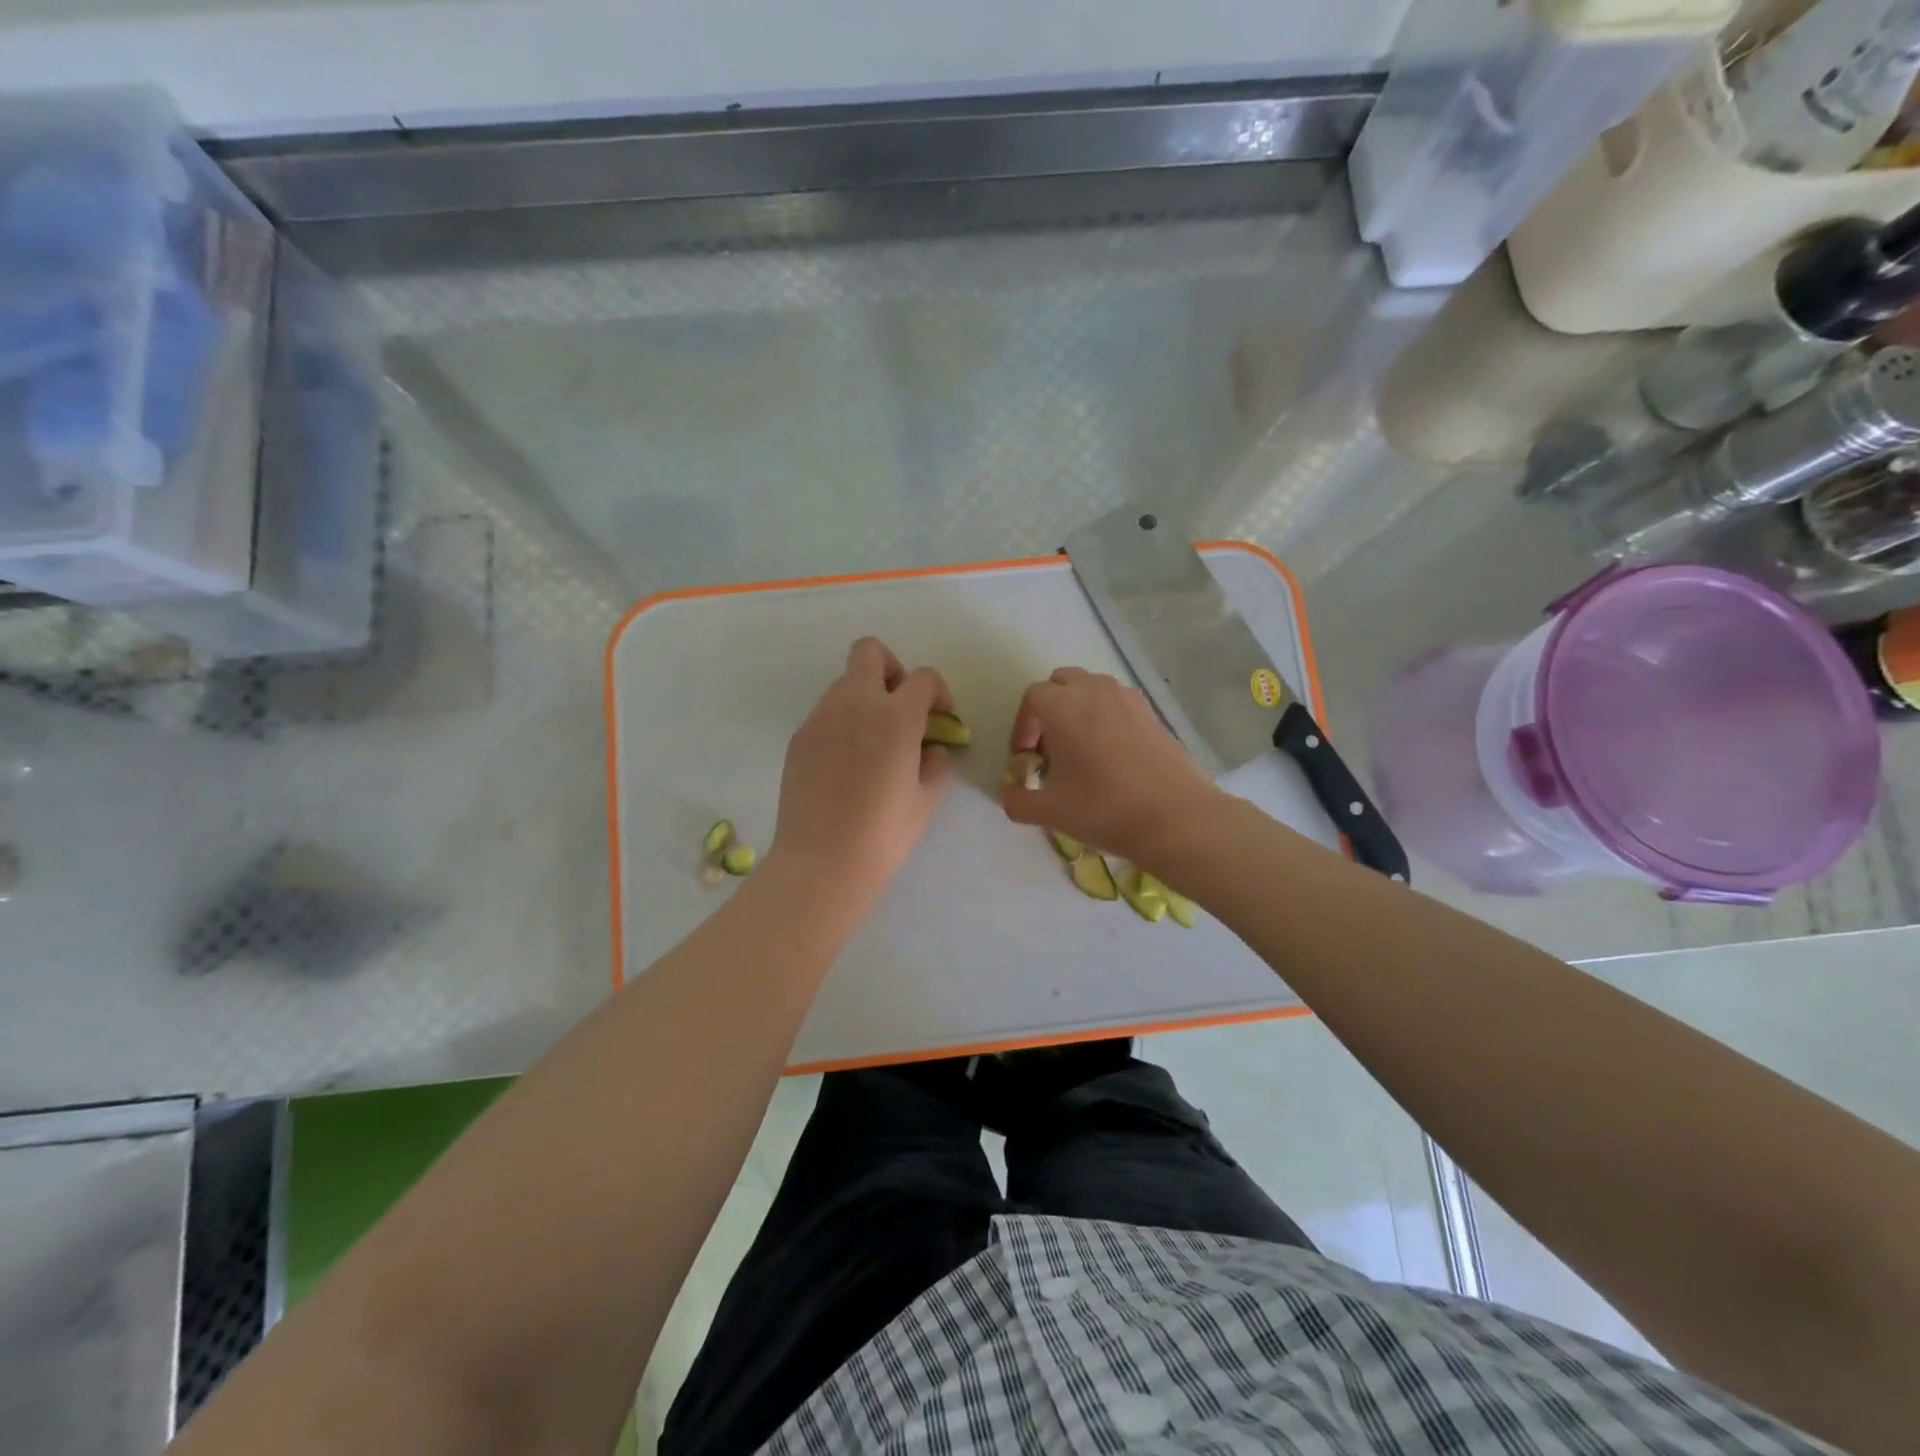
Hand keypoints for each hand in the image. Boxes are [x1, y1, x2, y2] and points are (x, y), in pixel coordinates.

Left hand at [769, 637, 955, 911]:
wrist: (822, 862)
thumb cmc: (884, 834)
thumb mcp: (927, 800)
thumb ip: (937, 763)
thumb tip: (931, 748)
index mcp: (896, 716)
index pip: (923, 677)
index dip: (938, 692)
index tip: (940, 718)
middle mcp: (855, 704)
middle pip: (870, 652)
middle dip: (892, 669)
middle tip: (900, 707)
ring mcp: (821, 717)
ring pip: (845, 682)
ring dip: (865, 697)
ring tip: (873, 742)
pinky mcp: (800, 737)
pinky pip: (826, 713)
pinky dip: (842, 722)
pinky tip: (846, 763)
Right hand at [1001, 667, 1218, 869]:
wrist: (1176, 818)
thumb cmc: (1104, 809)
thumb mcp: (1050, 812)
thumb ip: (1018, 800)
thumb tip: (1009, 795)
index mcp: (1063, 707)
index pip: (1032, 698)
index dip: (1023, 725)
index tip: (1026, 757)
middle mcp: (1094, 691)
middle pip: (1062, 683)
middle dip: (1049, 709)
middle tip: (1050, 748)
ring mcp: (1128, 698)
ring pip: (1092, 689)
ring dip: (1078, 709)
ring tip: (1081, 750)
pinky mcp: (1152, 713)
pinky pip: (1118, 703)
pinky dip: (1106, 717)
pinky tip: (1112, 756)